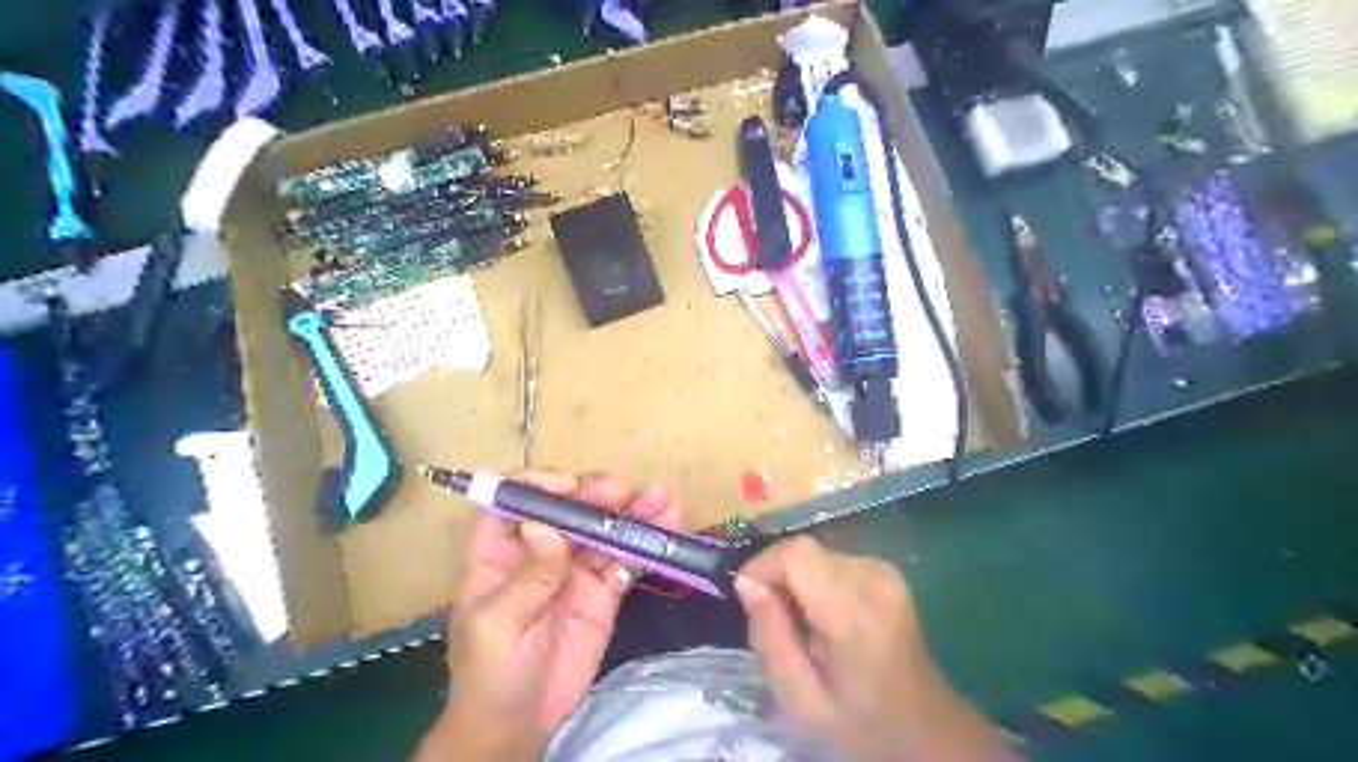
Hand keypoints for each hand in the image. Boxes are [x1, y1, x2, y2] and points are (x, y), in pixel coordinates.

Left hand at [422, 471, 684, 761]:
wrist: (521, 725)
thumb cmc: (491, 672)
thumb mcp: (499, 626)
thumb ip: (527, 577)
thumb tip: (544, 525)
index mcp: (500, 551)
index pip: (515, 501)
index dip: (540, 485)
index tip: (570, 486)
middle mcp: (540, 549)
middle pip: (568, 509)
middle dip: (596, 494)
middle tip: (625, 492)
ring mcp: (575, 568)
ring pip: (603, 530)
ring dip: (632, 512)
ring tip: (663, 499)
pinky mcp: (603, 590)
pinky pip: (626, 560)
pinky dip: (646, 544)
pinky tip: (668, 528)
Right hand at [737, 537, 1013, 761]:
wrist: (927, 730)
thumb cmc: (861, 723)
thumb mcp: (801, 701)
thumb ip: (770, 639)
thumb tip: (746, 583)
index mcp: (855, 612)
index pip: (796, 555)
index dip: (763, 566)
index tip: (747, 598)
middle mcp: (874, 577)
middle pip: (804, 550)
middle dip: (777, 577)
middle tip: (774, 621)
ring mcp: (885, 571)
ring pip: (816, 553)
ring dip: (796, 579)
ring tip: (799, 624)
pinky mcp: (887, 570)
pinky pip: (833, 560)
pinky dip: (815, 580)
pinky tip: (822, 616)